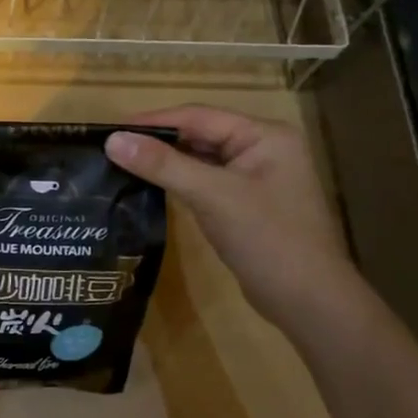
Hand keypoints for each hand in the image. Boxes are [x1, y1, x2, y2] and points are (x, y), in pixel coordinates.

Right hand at [105, 106, 357, 329]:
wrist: (308, 301)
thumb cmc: (267, 239)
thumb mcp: (212, 196)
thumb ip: (163, 165)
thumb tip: (112, 140)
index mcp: (264, 135)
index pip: (198, 116)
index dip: (153, 121)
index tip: (110, 130)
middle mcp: (263, 148)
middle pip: (200, 134)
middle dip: (158, 141)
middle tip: (112, 148)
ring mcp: (256, 178)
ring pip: (201, 159)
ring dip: (166, 162)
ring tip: (122, 164)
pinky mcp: (247, 204)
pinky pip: (206, 182)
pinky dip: (179, 182)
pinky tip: (151, 187)